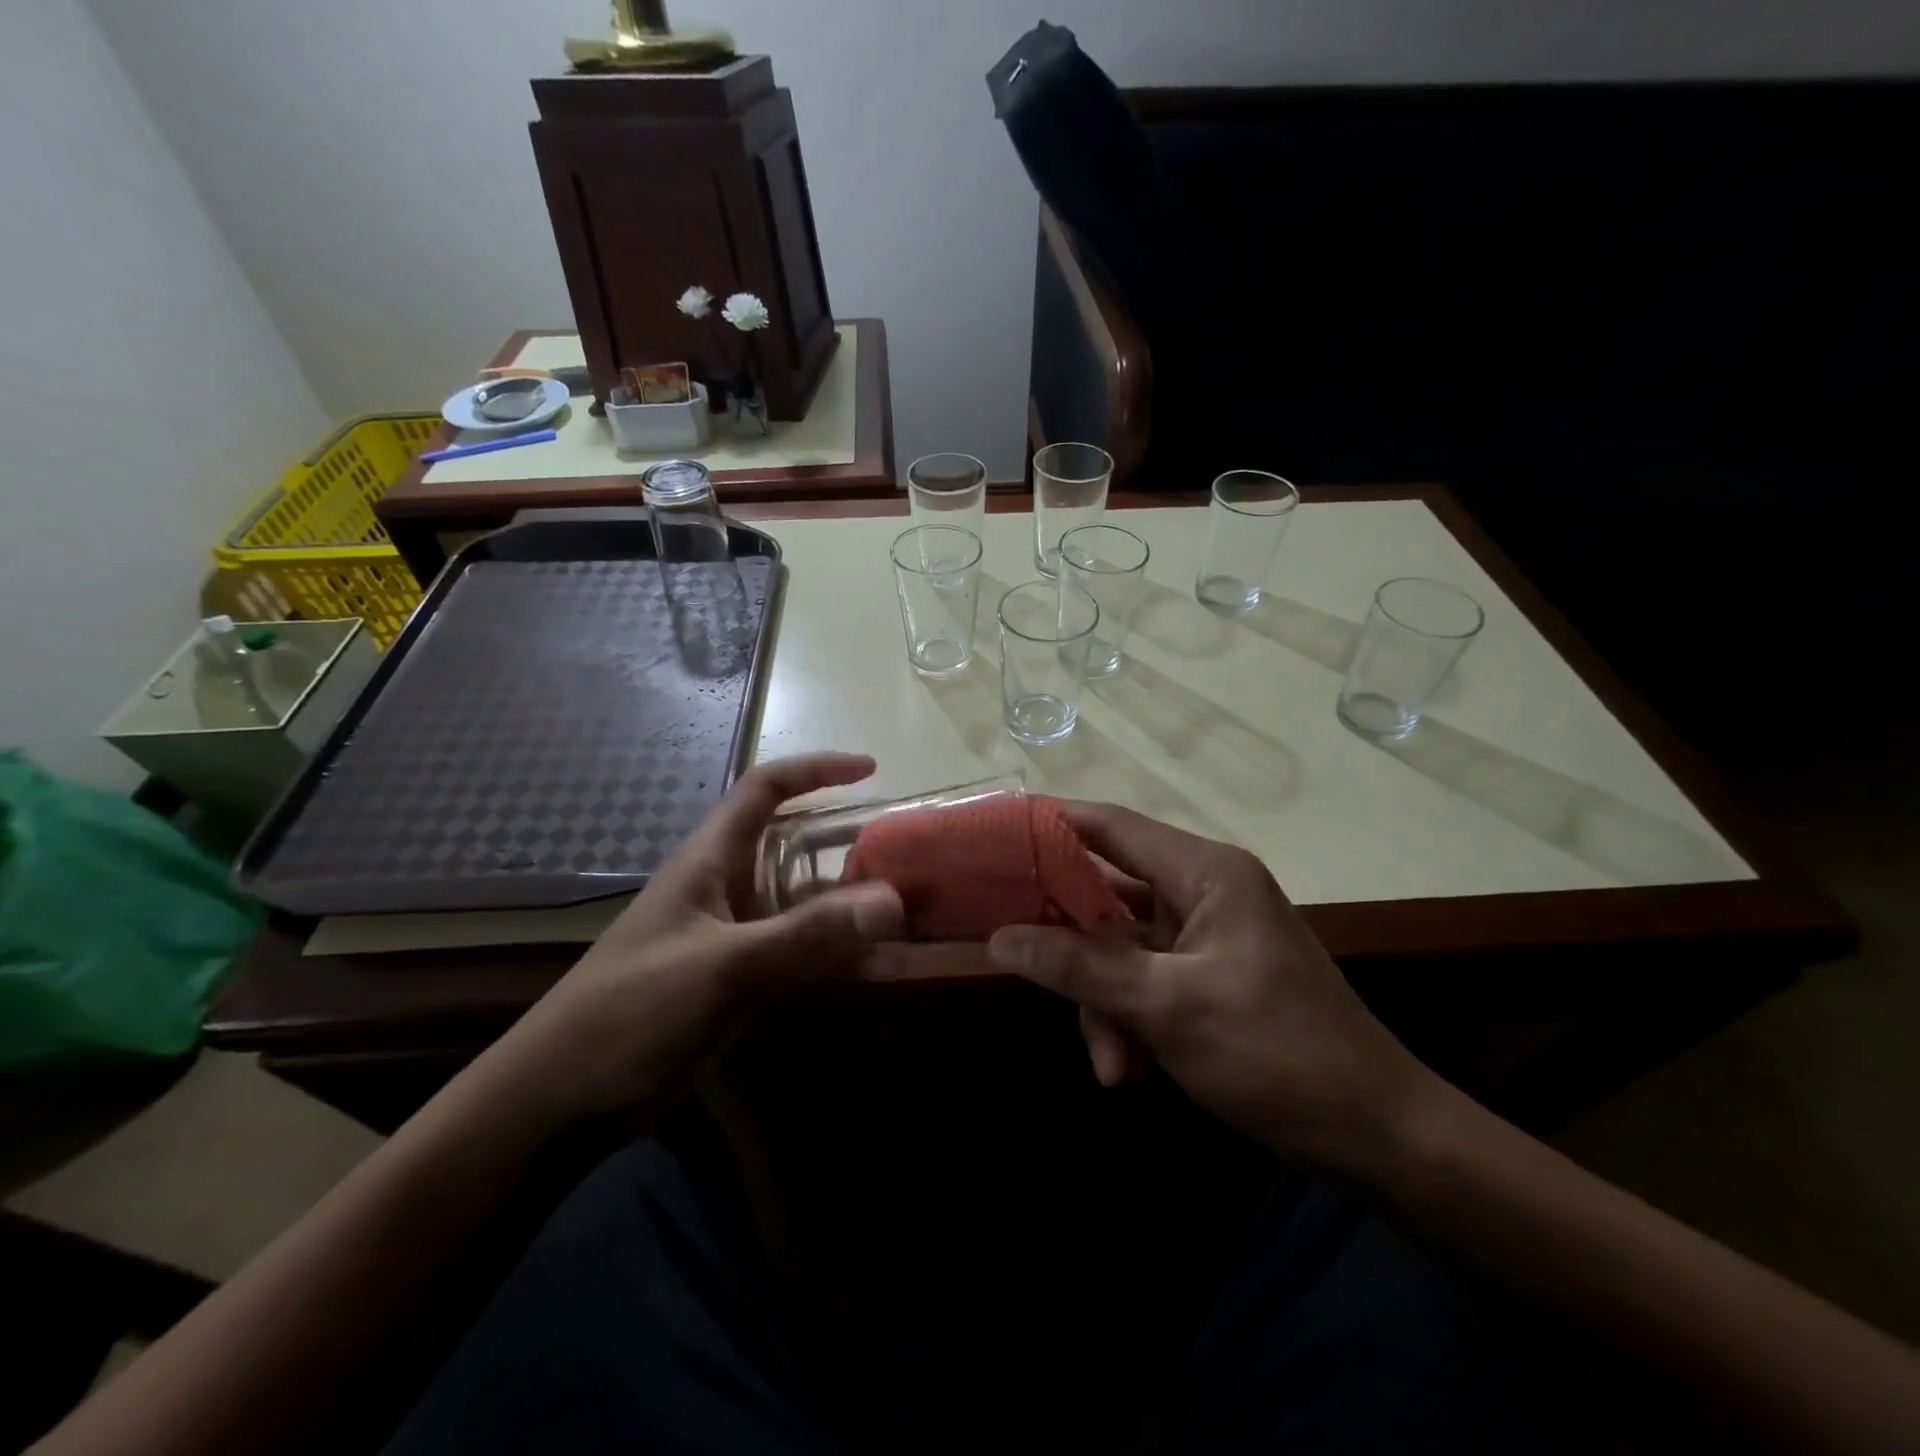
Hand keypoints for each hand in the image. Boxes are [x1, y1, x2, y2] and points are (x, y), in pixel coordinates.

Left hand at [497, 753, 904, 1122]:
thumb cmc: (631, 1013)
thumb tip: (891, 901)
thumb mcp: (722, 967)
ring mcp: (736, 937)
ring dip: (852, 905)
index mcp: (710, 860)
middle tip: (908, 854)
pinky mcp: (742, 982)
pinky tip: (880, 966)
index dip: (815, 770)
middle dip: (850, 842)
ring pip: (805, 904)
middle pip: (796, 846)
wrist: (562, 1102)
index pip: (764, 789)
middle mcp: (728, 888)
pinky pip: (803, 953)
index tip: (870, 770)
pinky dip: (840, 953)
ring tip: (911, 909)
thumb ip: (806, 935)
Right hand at [987, 802, 1437, 1171]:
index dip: (1052, 825)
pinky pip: (1143, 984)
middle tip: (1021, 964)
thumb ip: (1081, 967)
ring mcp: (1205, 939)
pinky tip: (1130, 1072)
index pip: (1112, 826)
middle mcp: (1203, 893)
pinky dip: (1129, 1022)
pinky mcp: (1206, 980)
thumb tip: (1000, 937)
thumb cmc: (1277, 1053)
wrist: (1377, 1138)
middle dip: (1072, 948)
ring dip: (1104, 1005)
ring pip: (1120, 951)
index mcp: (1205, 873)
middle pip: (1107, 896)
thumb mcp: (1168, 1007)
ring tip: (1111, 1065)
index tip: (994, 836)